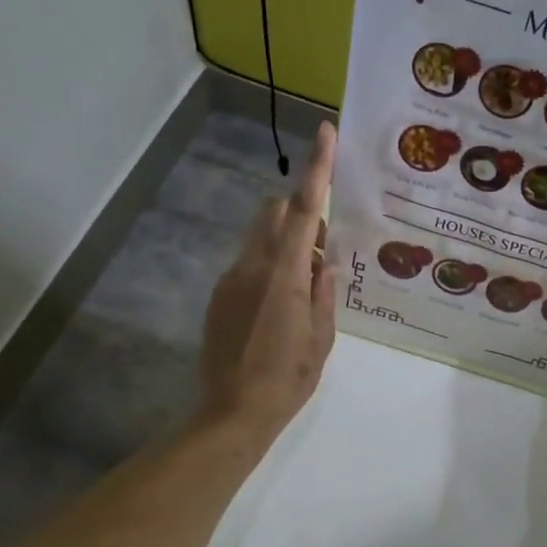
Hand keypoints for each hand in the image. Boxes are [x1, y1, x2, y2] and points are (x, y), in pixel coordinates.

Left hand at [195, 122, 337, 450]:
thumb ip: (325, 292)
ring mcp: (230, 279)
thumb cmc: (287, 379)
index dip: (316, 168)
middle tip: (323, 244)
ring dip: (284, 241)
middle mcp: (252, 266)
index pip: (302, 209)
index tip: (324, 133)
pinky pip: (248, 263)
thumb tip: (327, 261)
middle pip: (273, 213)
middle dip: (299, 212)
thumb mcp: (322, 339)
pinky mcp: (219, 295)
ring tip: (305, 282)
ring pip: (259, 238)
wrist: (232, 413)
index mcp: (284, 275)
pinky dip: (269, 265)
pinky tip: (280, 304)